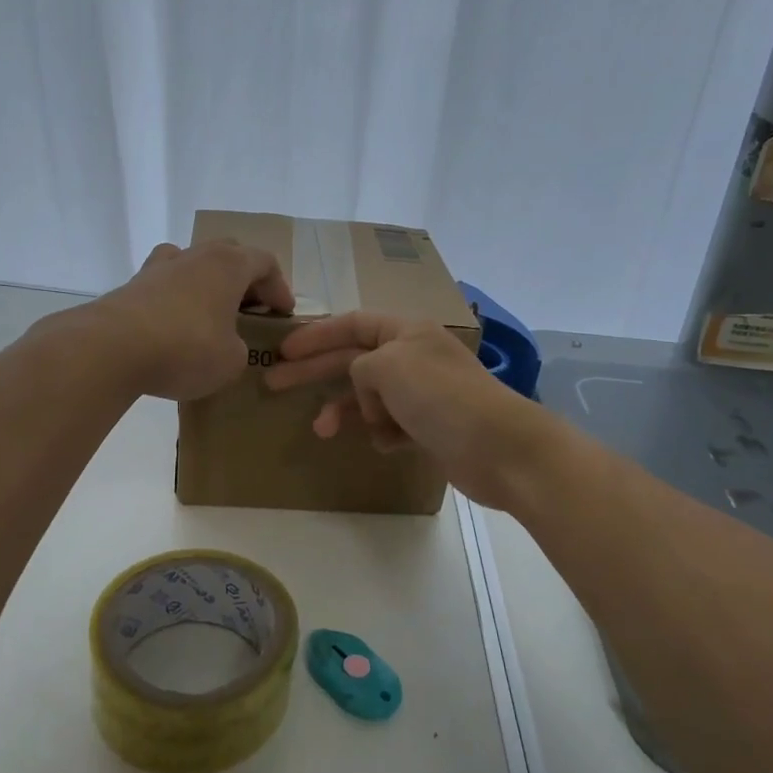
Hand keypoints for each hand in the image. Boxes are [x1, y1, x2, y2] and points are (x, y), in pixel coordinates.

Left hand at [81, 240, 293, 401]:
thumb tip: (227, 344)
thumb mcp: (231, 360)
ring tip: (210, 314)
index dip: (279, 287)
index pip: (265, 263)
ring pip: (191, 264)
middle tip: (250, 309)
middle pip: (228, 255)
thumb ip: (239, 348)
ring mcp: (158, 268)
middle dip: (244, 280)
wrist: (110, 349)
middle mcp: (194, 256)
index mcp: (228, 264)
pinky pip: (164, 286)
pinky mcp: (131, 287)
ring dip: (206, 285)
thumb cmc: (185, 348)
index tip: (283, 313)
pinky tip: (174, 328)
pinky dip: (176, 301)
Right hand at [263, 312, 555, 510]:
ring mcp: (422, 394)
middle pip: (352, 360)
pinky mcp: (429, 427)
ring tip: (323, 431)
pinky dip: (382, 433)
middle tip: (273, 384)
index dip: (315, 335)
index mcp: (405, 332)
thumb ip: (360, 366)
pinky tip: (388, 443)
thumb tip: (365, 390)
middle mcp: (413, 357)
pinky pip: (390, 425)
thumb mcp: (389, 365)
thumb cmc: (441, 397)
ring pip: (368, 397)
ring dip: (346, 411)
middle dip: (314, 372)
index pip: (352, 324)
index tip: (282, 351)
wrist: (499, 448)